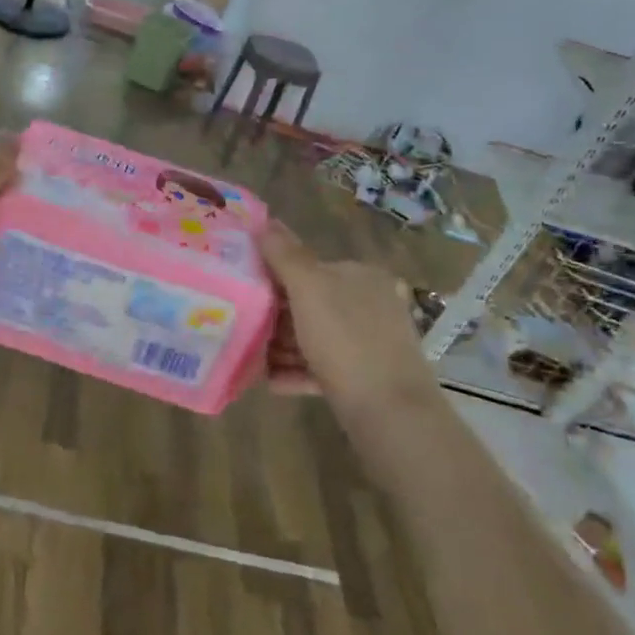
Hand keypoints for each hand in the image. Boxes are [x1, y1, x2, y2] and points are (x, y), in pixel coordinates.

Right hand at [256, 220, 434, 408]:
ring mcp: (370, 342)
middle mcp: (371, 304)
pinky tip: (272, 381)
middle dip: (276, 318)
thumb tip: (266, 222)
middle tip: (245, 329)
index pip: (311, 267)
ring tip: (254, 358)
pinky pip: (322, 367)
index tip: (246, 293)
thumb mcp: (309, 289)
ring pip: (314, 337)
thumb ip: (285, 255)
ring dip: (282, 346)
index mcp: (362, 277)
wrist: (388, 412)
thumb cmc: (345, 340)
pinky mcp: (365, 377)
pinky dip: (296, 371)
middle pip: (310, 304)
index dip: (276, 278)